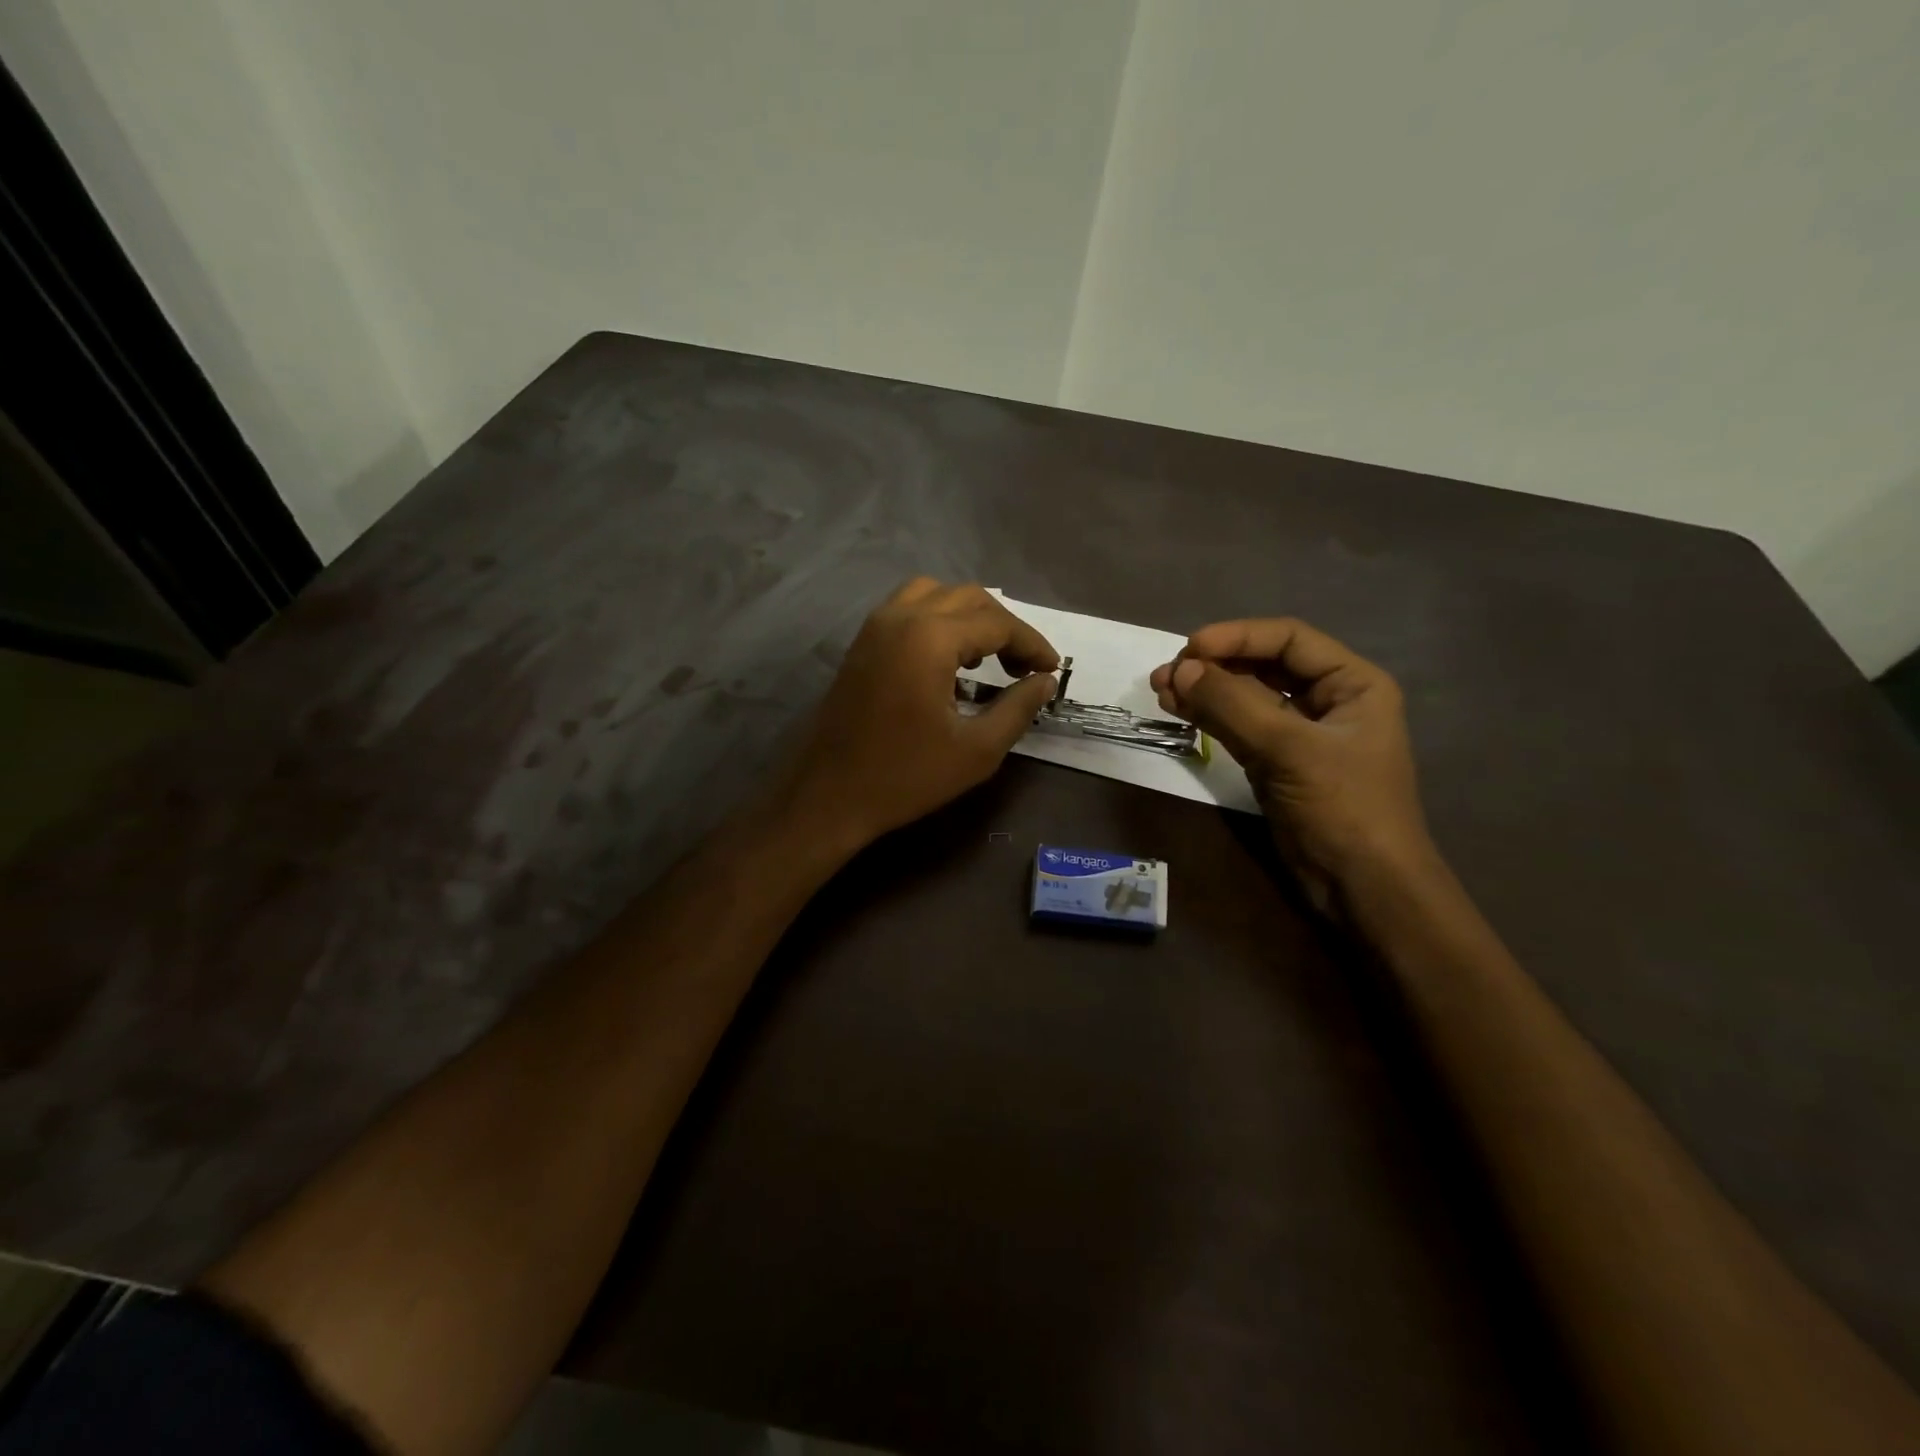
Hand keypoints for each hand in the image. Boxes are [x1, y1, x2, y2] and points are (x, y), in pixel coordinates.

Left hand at [786, 578, 1059, 848]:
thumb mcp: (976, 750)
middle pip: (968, 598)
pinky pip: (909, 609)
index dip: (1032, 644)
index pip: (997, 623)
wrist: (830, 795)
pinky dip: (939, 621)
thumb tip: (1044, 681)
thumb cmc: (906, 776)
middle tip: (1025, 668)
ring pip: (935, 595)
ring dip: (970, 617)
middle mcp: (901, 617)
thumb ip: (1017, 708)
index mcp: (929, 638)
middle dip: (1004, 627)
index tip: (1053, 670)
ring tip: (987, 658)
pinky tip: (949, 661)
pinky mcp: (862, 642)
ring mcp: (875, 626)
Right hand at [1150, 618, 1433, 913]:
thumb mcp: (1289, 749)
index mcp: (1352, 684)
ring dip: (1205, 691)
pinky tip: (1178, 710)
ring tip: (1160, 690)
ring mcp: (1300, 734)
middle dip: (1215, 665)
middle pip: (1264, 665)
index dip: (1238, 637)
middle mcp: (1328, 701)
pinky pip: (1238, 728)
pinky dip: (1208, 717)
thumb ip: (1233, 705)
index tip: (1190, 649)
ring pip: (1246, 697)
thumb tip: (1180, 669)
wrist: (1362, 887)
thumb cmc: (1343, 808)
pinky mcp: (1276, 763)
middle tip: (1167, 673)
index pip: (1289, 639)